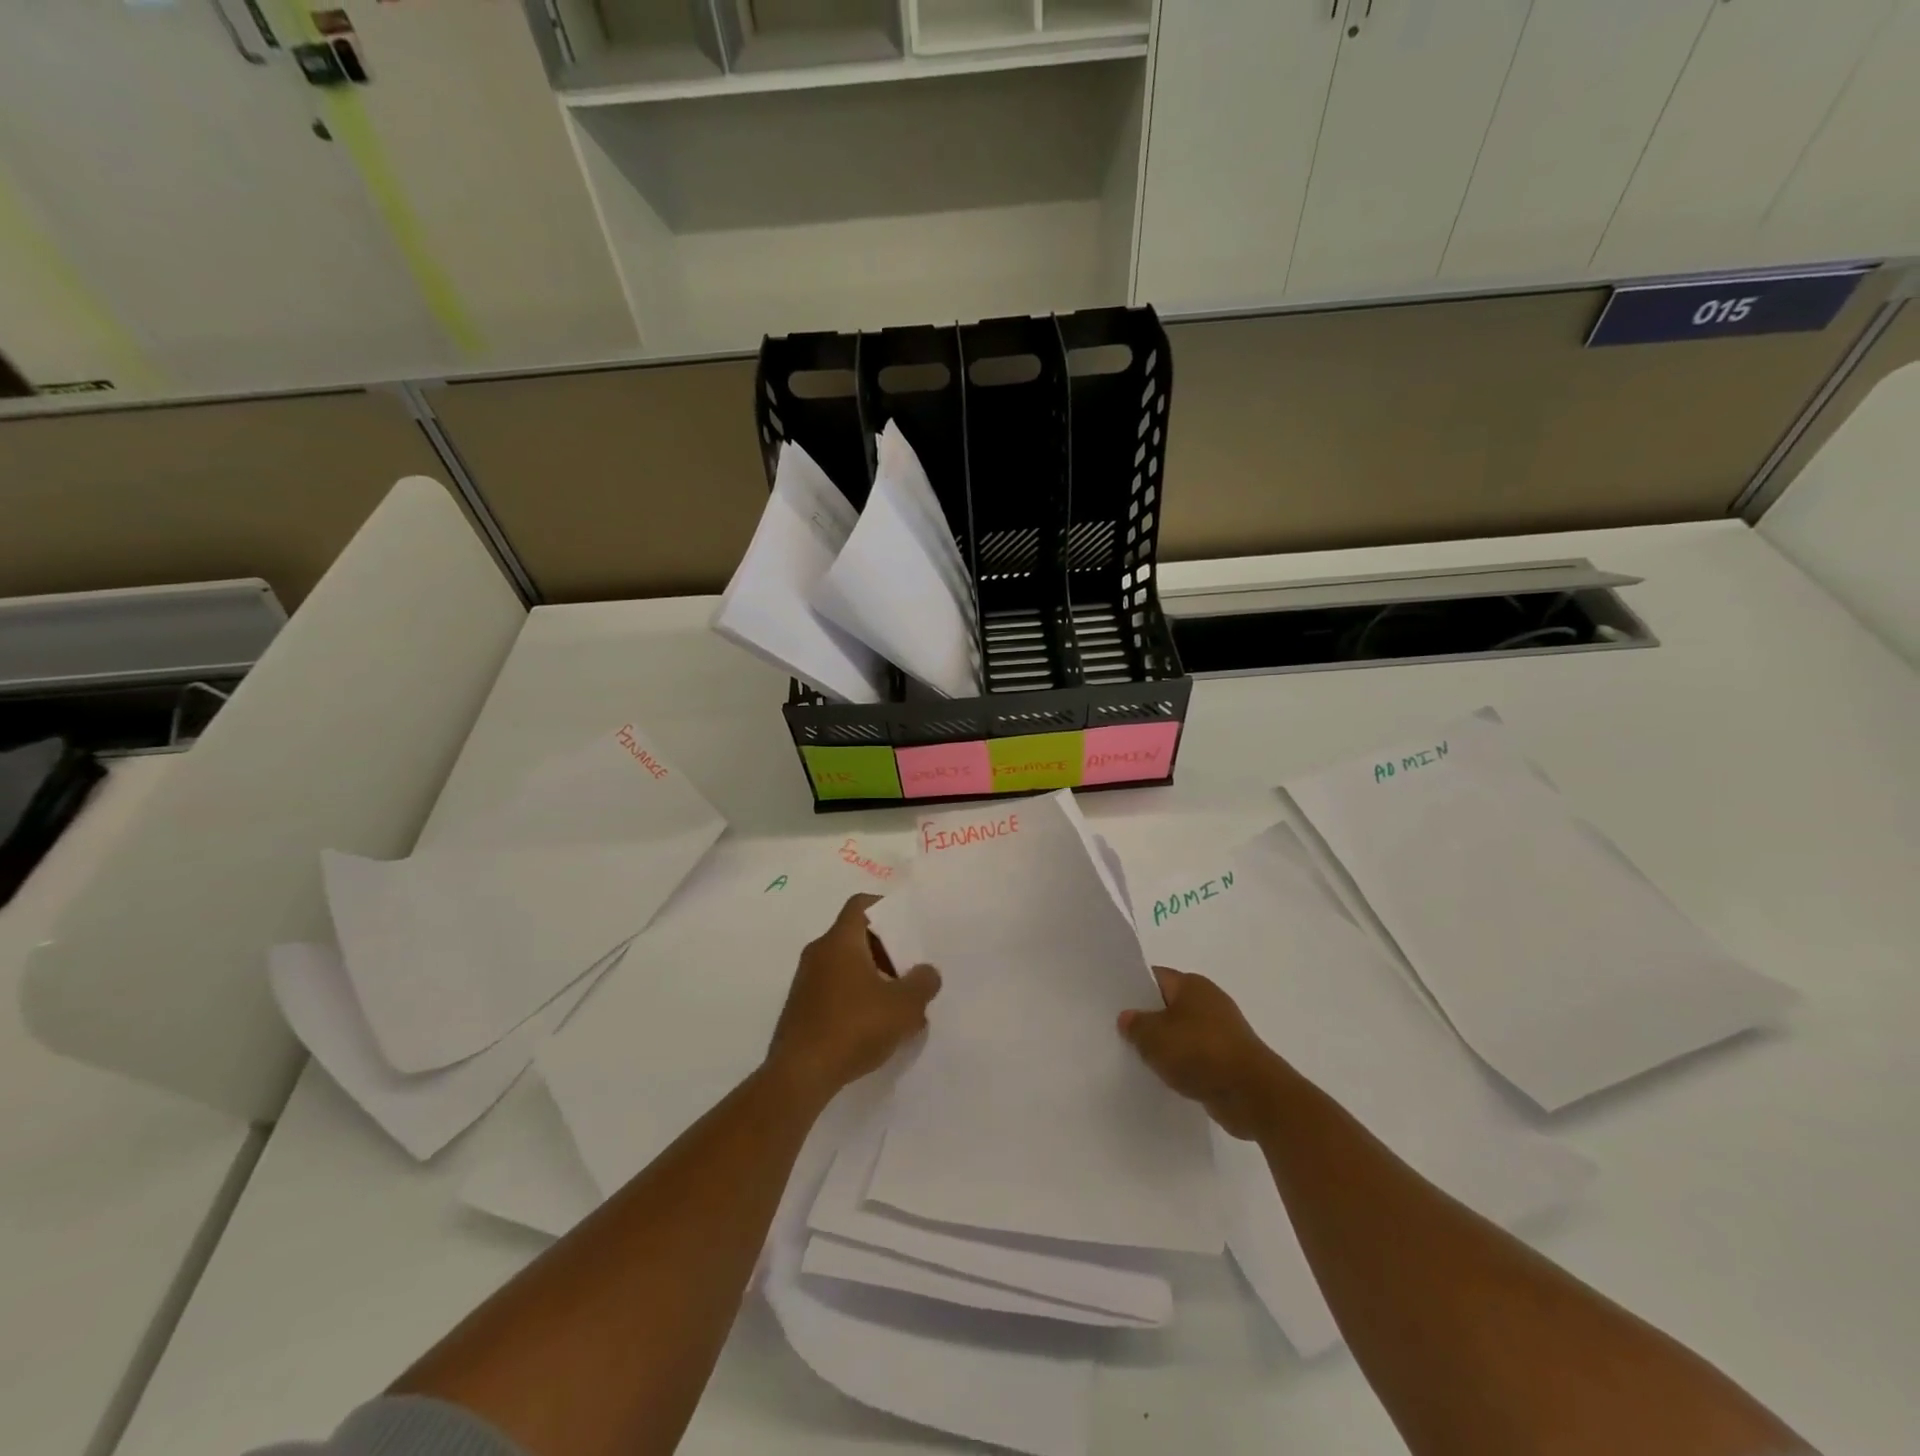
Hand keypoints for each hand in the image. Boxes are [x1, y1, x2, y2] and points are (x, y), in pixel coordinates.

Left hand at [767, 894, 941, 1103]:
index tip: (908, 926)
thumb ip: (922, 983)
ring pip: (846, 966)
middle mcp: (818, 953)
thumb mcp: (903, 1006)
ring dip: (873, 978)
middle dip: (886, 951)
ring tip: (899, 1004)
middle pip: (856, 937)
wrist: (799, 1075)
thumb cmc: (853, 1027)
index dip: (886, 908)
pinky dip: (856, 998)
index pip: (861, 905)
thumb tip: (927, 973)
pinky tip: (875, 1027)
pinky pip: (835, 990)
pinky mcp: (801, 1009)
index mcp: (840, 940)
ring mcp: (806, 981)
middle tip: (910, 971)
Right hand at [1119, 967, 1286, 1139]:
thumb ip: (1135, 1025)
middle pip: (1168, 1005)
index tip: (1112, 1003)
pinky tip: (1164, 1076)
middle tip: (1118, 1032)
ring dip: (1164, 1045)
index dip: (1132, 988)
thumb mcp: (1154, 1037)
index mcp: (1192, 984)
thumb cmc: (1199, 1052)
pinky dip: (1182, 1064)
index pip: (1155, 977)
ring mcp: (1221, 1031)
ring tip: (1137, 1057)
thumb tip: (1127, 1018)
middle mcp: (1208, 1001)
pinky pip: (1195, 1055)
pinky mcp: (1228, 1058)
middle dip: (1146, 1018)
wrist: (1252, 1094)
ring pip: (1181, 1032)